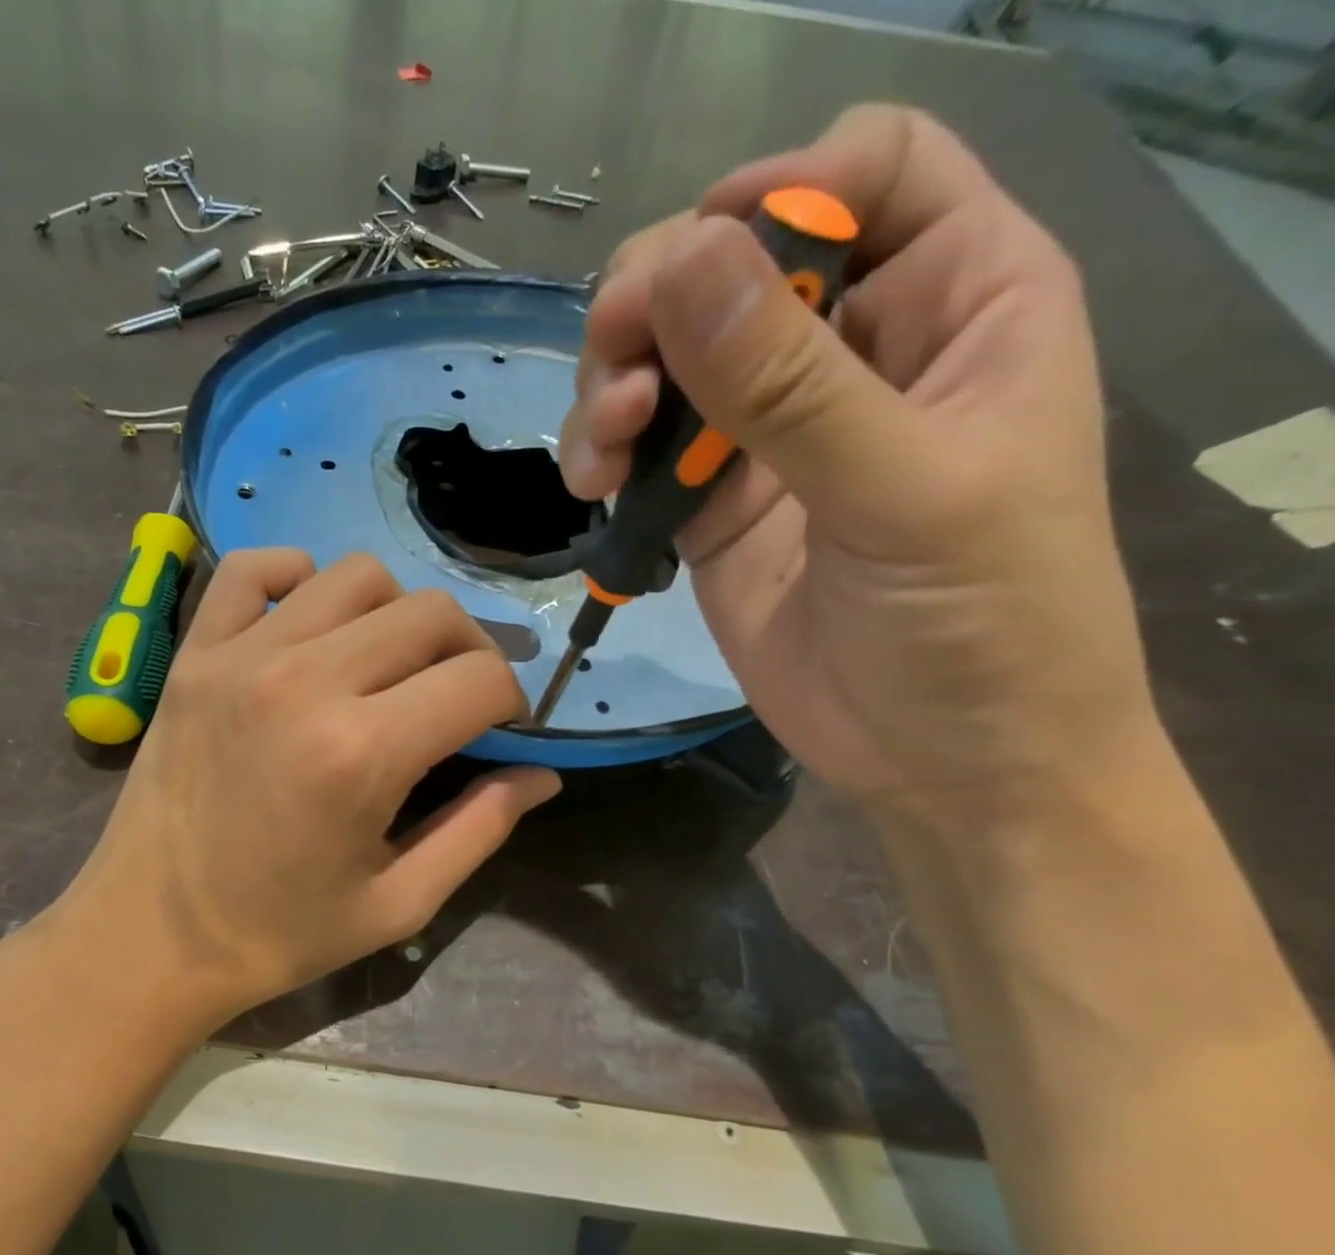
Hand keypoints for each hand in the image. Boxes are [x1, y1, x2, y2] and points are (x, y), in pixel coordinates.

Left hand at [53, 551, 557, 1031]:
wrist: (146, 936)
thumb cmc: (277, 934)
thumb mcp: (397, 904)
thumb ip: (480, 830)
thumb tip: (541, 775)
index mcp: (363, 753)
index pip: (479, 680)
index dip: (512, 701)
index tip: (500, 729)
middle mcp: (306, 682)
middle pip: (430, 613)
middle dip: (468, 651)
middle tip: (454, 699)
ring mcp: (241, 656)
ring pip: (356, 575)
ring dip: (396, 613)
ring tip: (386, 665)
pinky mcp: (194, 653)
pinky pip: (254, 569)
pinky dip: (298, 578)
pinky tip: (310, 625)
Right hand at [559, 106, 1158, 820]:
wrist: (937, 760)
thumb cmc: (981, 623)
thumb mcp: (902, 492)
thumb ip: (789, 383)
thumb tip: (678, 262)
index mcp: (957, 302)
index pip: (870, 173)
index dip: (782, 190)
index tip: (699, 261)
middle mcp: (853, 349)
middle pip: (734, 261)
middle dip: (659, 301)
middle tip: (619, 366)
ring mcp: (770, 430)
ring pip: (667, 353)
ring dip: (614, 384)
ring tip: (604, 451)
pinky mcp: (710, 501)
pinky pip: (640, 448)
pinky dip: (603, 453)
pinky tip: (595, 486)